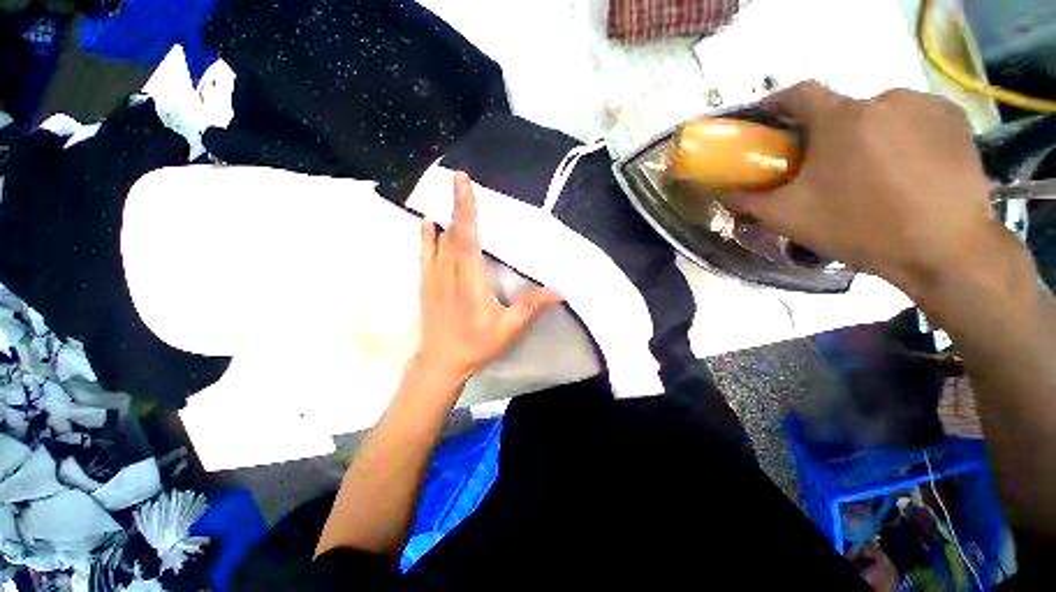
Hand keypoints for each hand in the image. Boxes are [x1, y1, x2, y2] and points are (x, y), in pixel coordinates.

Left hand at [416, 172, 563, 381]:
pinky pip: (425, 253)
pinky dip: (426, 235)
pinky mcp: (426, 284)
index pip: (468, 237)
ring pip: (438, 239)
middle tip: (459, 178)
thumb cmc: (477, 344)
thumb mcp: (509, 328)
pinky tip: (427, 223)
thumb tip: (560, 291)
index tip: (464, 184)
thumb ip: (532, 306)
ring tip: (449, 194)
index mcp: (470, 279)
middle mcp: (449, 272)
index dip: (467, 209)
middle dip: (458, 204)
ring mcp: (434, 277)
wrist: (441, 361)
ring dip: (445, 215)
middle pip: (453, 232)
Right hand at [728, 82, 1005, 299]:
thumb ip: (751, 201)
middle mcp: (883, 98)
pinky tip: (908, 168)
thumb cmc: (860, 228)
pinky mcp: (955, 119)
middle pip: (843, 111)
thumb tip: (727, 192)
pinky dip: (904, 136)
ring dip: (869, 136)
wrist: (945, 250)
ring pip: (881, 115)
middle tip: (829, 170)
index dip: (779, 103)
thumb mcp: (790, 219)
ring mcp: (925, 105)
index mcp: (841, 119)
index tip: (770, 119)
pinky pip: (916, 119)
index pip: (800, 94)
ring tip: (873, 174)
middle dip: (830, 135)